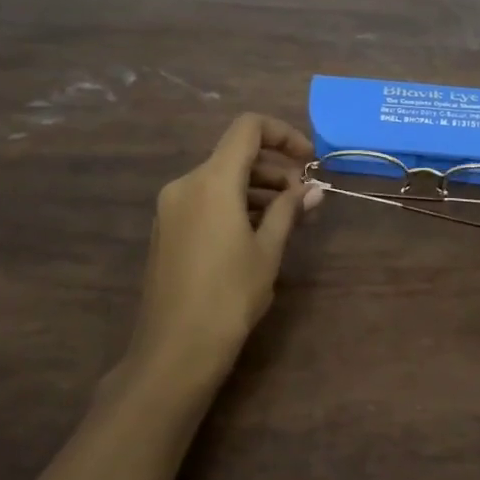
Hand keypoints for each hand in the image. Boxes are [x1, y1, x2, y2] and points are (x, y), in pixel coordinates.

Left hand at [126, 113, 322, 395]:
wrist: (175, 350)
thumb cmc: (229, 296)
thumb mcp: (268, 250)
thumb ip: (289, 211)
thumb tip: (312, 190)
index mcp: (211, 181)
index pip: (248, 129)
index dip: (283, 134)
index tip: (309, 160)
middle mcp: (186, 184)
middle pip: (236, 155)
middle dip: (275, 169)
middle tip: (305, 199)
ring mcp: (172, 207)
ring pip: (221, 180)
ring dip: (258, 190)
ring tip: (289, 219)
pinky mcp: (167, 229)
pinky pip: (206, 200)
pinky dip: (235, 205)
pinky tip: (258, 233)